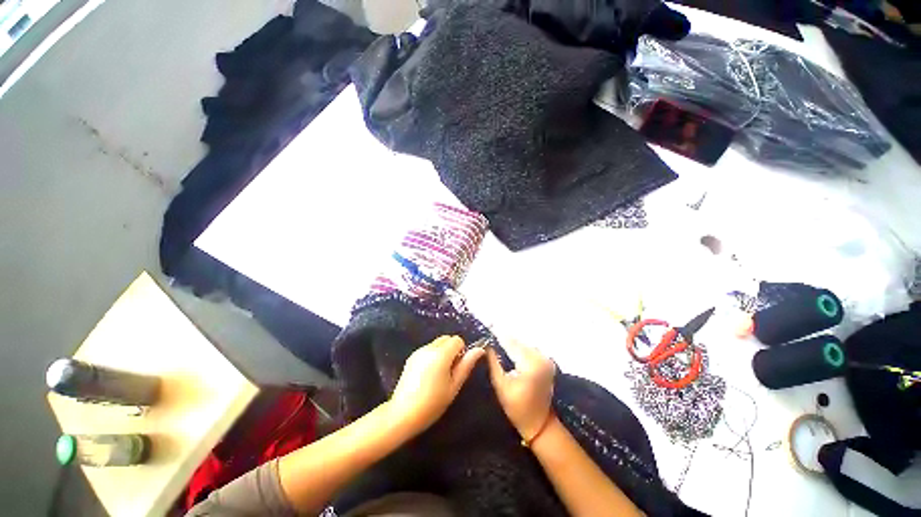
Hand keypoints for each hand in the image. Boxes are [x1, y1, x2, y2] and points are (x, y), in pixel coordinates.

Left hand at [390, 335, 484, 432]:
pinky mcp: (411, 357)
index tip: (457, 368)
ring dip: (442, 352)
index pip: (457, 340)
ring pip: (437, 343)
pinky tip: (428, 375)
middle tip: (450, 371)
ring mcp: (418, 351)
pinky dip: (432, 356)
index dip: (461, 351)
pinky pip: (428, 349)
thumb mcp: (454, 386)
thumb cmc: (432, 403)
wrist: (402, 414)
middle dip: (452, 349)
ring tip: (438, 375)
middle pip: (447, 338)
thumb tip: (480, 349)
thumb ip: (467, 365)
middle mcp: (429, 347)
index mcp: (441, 354)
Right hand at [486, 339, 555, 440]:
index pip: (512, 343)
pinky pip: (531, 350)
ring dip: (513, 342)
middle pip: (519, 342)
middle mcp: (541, 359)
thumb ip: (493, 363)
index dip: (499, 335)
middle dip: (506, 337)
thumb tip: (487, 346)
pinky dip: (521, 347)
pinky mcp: (548, 363)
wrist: (539, 423)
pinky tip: (511, 346)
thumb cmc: (517, 407)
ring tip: (499, 337)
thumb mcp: (500, 385)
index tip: (489, 326)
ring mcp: (547, 360)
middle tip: (492, 329)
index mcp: (531, 364)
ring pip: (525, 345)